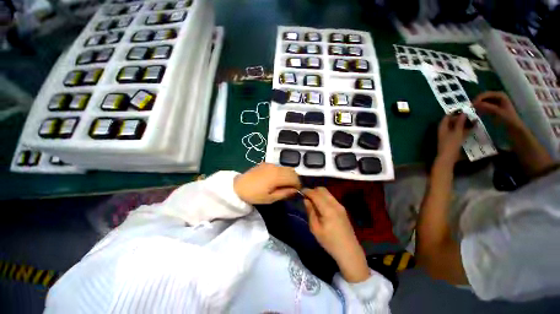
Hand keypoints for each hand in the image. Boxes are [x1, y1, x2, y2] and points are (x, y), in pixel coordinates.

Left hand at [234, 163, 300, 204]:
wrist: (238, 187)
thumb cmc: (254, 195)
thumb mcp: (270, 198)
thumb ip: (284, 193)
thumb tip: (296, 191)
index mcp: (277, 176)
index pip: (294, 178)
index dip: (298, 185)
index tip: (297, 191)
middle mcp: (276, 167)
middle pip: (292, 171)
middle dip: (295, 179)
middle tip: (291, 188)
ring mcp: (270, 164)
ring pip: (286, 167)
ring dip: (289, 175)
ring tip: (284, 184)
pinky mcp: (266, 163)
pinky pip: (279, 166)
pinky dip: (282, 172)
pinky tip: (276, 179)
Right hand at [303, 187, 369, 282]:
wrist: (349, 251)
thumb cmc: (330, 242)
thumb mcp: (315, 228)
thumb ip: (310, 211)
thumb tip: (306, 200)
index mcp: (328, 209)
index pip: (315, 194)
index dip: (307, 191)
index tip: (300, 191)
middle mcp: (335, 204)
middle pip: (322, 190)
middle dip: (313, 190)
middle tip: (306, 197)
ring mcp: (340, 205)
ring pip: (327, 193)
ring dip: (318, 193)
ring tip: (312, 201)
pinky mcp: (342, 209)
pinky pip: (331, 197)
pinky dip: (324, 197)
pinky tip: (320, 205)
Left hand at [437, 113, 469, 164]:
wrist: (448, 157)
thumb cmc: (451, 144)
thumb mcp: (457, 132)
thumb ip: (460, 122)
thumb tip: (463, 112)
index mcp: (442, 127)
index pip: (447, 117)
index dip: (454, 112)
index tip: (464, 108)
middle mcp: (444, 130)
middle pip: (452, 122)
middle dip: (461, 118)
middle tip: (471, 113)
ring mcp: (448, 135)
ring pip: (456, 127)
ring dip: (464, 123)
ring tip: (474, 119)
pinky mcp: (453, 140)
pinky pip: (459, 132)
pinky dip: (465, 130)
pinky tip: (473, 127)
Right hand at [472, 91, 523, 130]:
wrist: (514, 128)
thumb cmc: (507, 119)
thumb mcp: (497, 112)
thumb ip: (486, 107)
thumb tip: (474, 104)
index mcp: (500, 95)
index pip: (485, 94)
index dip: (478, 98)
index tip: (471, 105)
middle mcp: (498, 97)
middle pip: (484, 97)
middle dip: (477, 102)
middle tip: (470, 108)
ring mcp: (495, 103)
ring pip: (483, 102)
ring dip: (477, 106)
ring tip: (472, 111)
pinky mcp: (493, 109)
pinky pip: (484, 107)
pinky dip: (479, 109)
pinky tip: (476, 113)